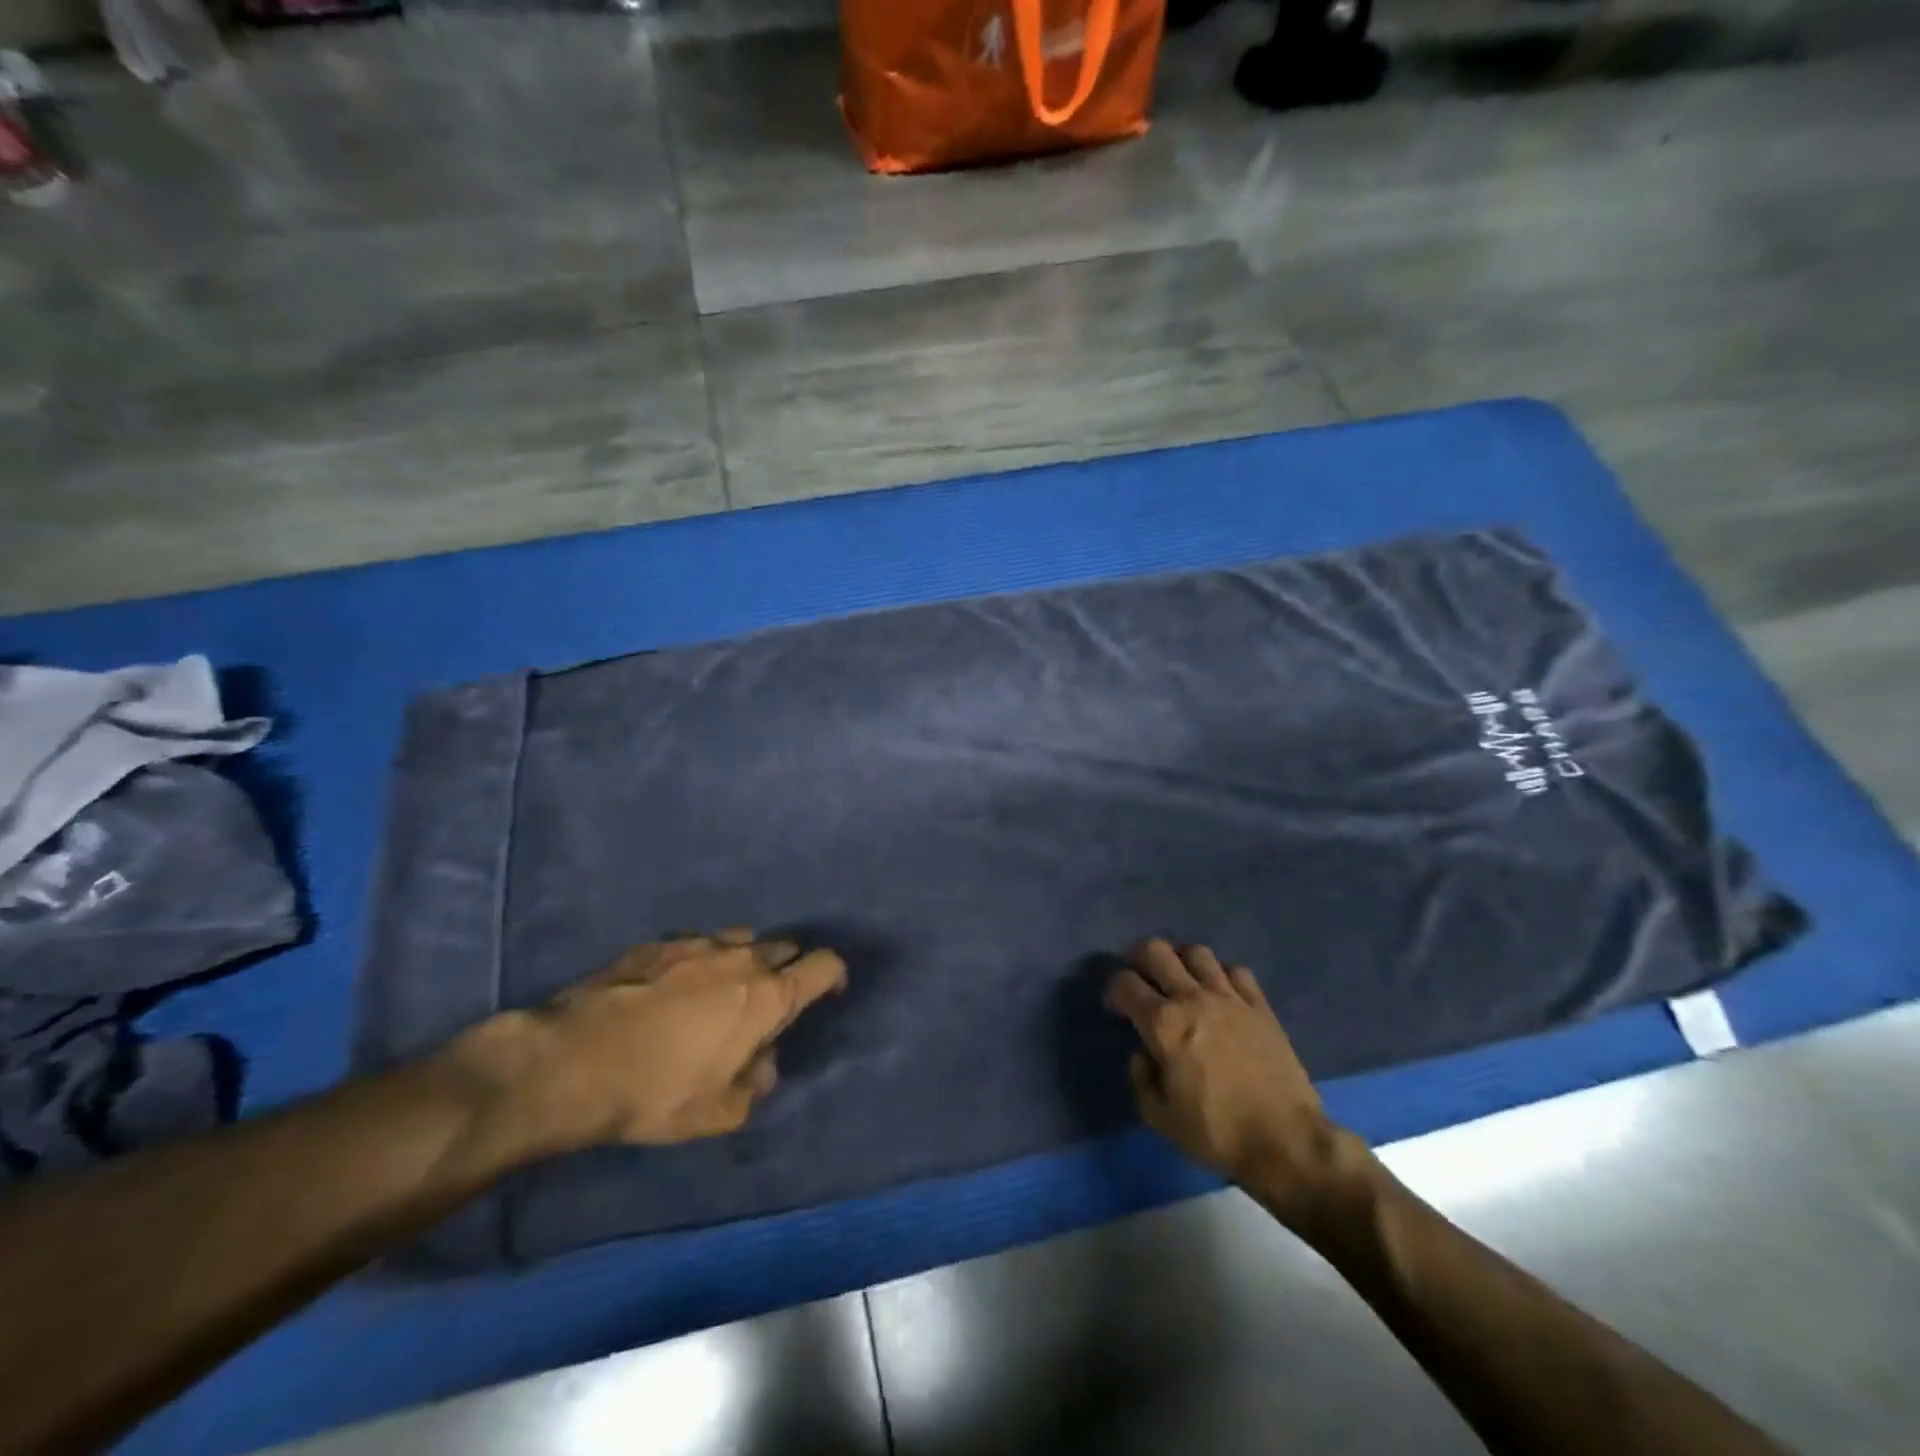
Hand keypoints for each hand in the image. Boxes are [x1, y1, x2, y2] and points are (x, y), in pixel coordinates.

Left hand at [444, 930, 846, 1167]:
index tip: (830, 991)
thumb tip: (763, 1063)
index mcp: (767, 996)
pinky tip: (677, 987)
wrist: (571, 1061)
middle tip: (771, 1000)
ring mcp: (699, 944)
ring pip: (742, 940)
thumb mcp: (718, 1113)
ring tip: (724, 990)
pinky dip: (703, 960)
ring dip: (746, 961)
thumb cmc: (656, 1092)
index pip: (823, 965)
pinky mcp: (659, 943)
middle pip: (786, 947)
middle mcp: (742, 958)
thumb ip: (756, 1085)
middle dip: (788, 968)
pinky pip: (699, 944)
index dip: (834, 975)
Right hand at [1105, 939, 1364, 1229]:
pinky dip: (1223, 976)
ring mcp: (1230, 998)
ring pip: (1198, 953)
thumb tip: (1142, 1054)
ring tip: (1182, 980)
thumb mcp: (1161, 1118)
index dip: (1113, 990)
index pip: (1125, 983)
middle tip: (1142, 979)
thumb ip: (1141, 1080)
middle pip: (1157, 950)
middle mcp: (1192, 998)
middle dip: (1140, 958)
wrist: (1286, 1141)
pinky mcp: (1261, 1007)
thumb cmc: (1217, 1132)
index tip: (1116, 1007)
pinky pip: (1238, 972)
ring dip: (1182, 961)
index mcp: (1163, 1024)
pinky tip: (1222, 994)